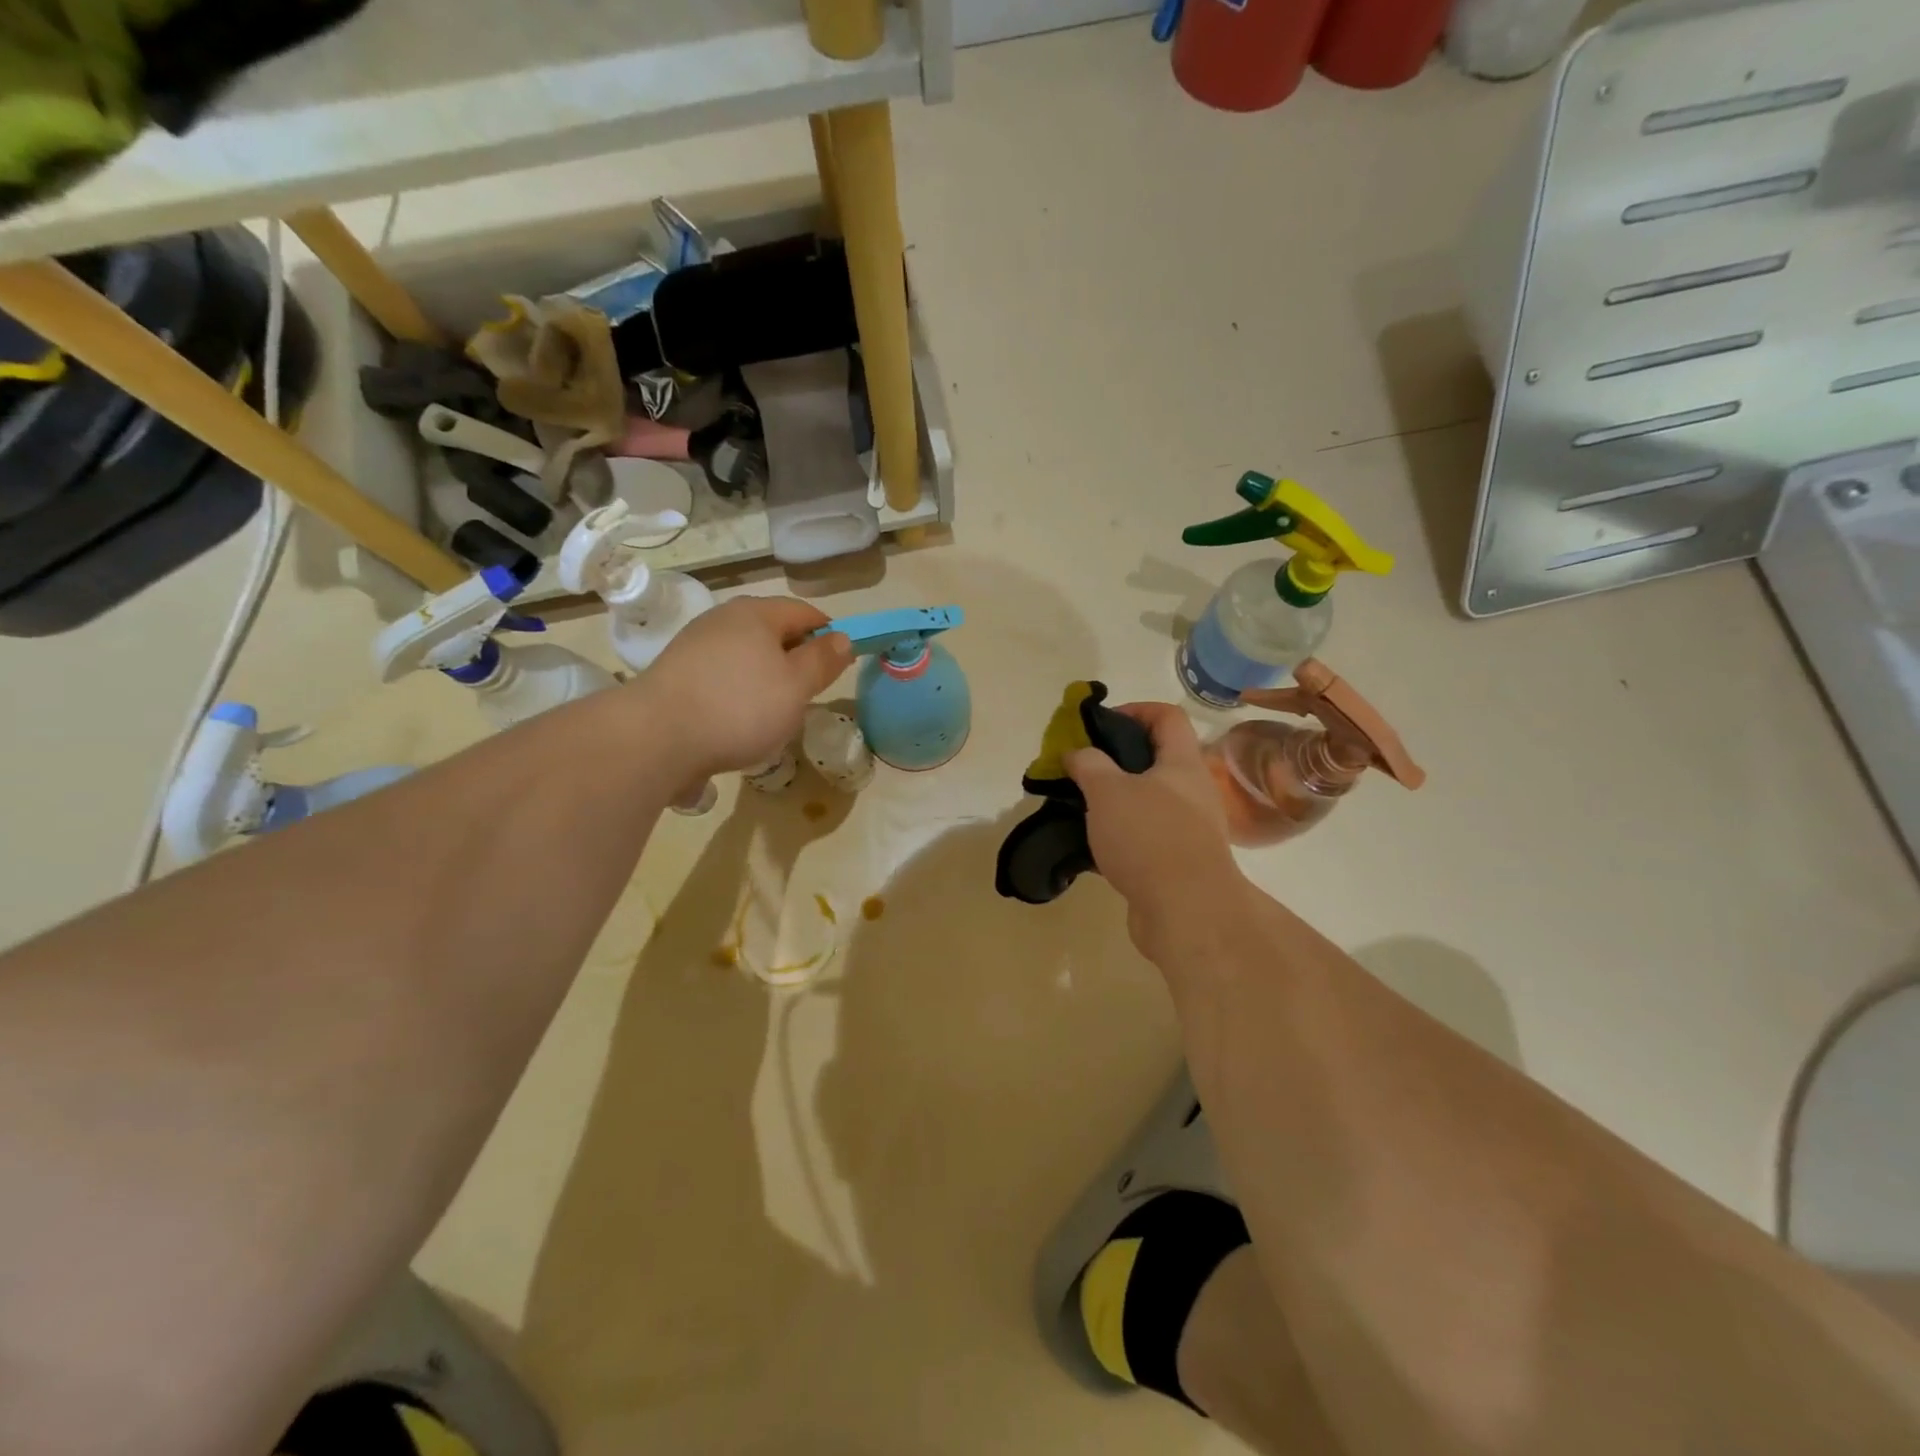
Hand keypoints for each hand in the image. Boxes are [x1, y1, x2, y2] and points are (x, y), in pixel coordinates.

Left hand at [641, 597, 852, 777]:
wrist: (657, 738)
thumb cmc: (739, 707)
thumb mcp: (797, 686)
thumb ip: (823, 660)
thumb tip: (843, 637)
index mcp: (757, 613)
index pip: (805, 612)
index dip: (828, 634)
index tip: (839, 665)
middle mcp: (723, 619)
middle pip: (772, 632)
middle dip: (795, 658)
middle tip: (808, 693)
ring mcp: (695, 644)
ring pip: (746, 655)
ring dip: (765, 678)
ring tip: (773, 712)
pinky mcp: (676, 673)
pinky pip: (721, 675)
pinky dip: (737, 692)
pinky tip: (737, 720)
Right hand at [1065, 702, 1247, 961]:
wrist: (1187, 912)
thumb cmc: (1149, 837)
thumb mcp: (1108, 791)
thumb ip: (1088, 764)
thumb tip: (1076, 752)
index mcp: (1182, 763)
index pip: (1167, 716)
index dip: (1134, 710)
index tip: (1099, 725)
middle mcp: (1192, 791)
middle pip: (1155, 759)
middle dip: (1115, 759)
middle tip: (1081, 768)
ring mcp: (1188, 829)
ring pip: (1146, 800)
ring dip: (1114, 800)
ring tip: (1079, 806)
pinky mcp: (1177, 862)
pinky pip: (1144, 836)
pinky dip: (1119, 835)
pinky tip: (1091, 844)